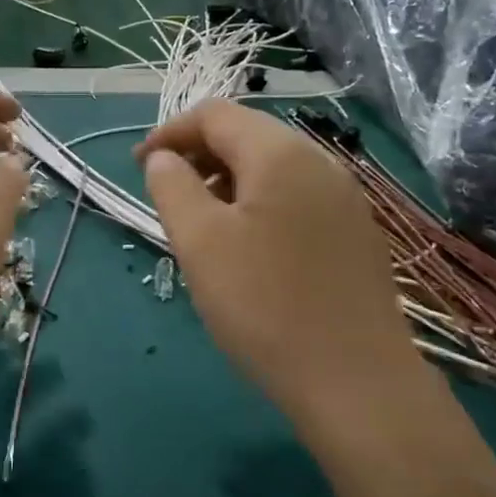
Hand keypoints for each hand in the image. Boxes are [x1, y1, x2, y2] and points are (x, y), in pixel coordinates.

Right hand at [136, 101, 424, 427]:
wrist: (356, 381)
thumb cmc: (264, 304)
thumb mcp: (199, 241)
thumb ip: (172, 186)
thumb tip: (164, 159)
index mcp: (280, 154)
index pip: (214, 115)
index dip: (169, 133)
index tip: (139, 168)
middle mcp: (319, 163)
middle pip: (247, 136)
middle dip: (198, 157)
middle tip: (168, 197)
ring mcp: (344, 199)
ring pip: (272, 169)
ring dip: (227, 182)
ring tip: (202, 227)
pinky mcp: (355, 234)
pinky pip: (295, 199)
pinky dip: (258, 205)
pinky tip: (247, 249)